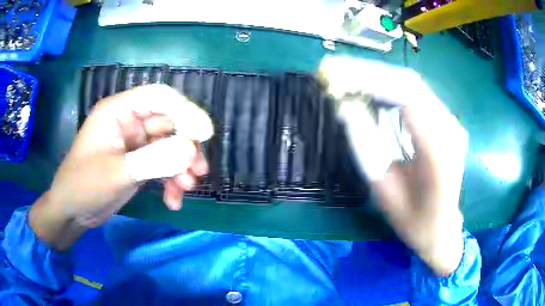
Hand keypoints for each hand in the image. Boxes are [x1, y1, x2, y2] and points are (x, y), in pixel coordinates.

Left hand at [29, 84, 212, 249]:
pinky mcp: (138, 163)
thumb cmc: (84, 186)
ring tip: (187, 188)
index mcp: (118, 111)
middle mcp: (128, 122)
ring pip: (169, 146)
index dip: (185, 110)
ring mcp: (134, 144)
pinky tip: (173, 201)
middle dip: (185, 147)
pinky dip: (171, 181)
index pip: (159, 97)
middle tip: (198, 170)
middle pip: (169, 123)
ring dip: (181, 166)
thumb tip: (190, 149)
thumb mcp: (117, 173)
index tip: (204, 135)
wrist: (72, 212)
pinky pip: (162, 165)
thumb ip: (153, 160)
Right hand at [319, 57, 467, 275]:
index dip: (370, 81)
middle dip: (371, 74)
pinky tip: (372, 91)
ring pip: (413, 85)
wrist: (442, 227)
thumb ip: (365, 147)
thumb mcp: (383, 191)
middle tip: (336, 72)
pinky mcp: (446, 122)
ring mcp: (452, 124)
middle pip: (411, 84)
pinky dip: (391, 88)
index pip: (407, 98)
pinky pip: (417, 95)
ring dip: (379, 78)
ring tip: (348, 78)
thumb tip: (345, 107)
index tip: (337, 76)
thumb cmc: (413, 220)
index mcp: (439, 154)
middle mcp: (451, 131)